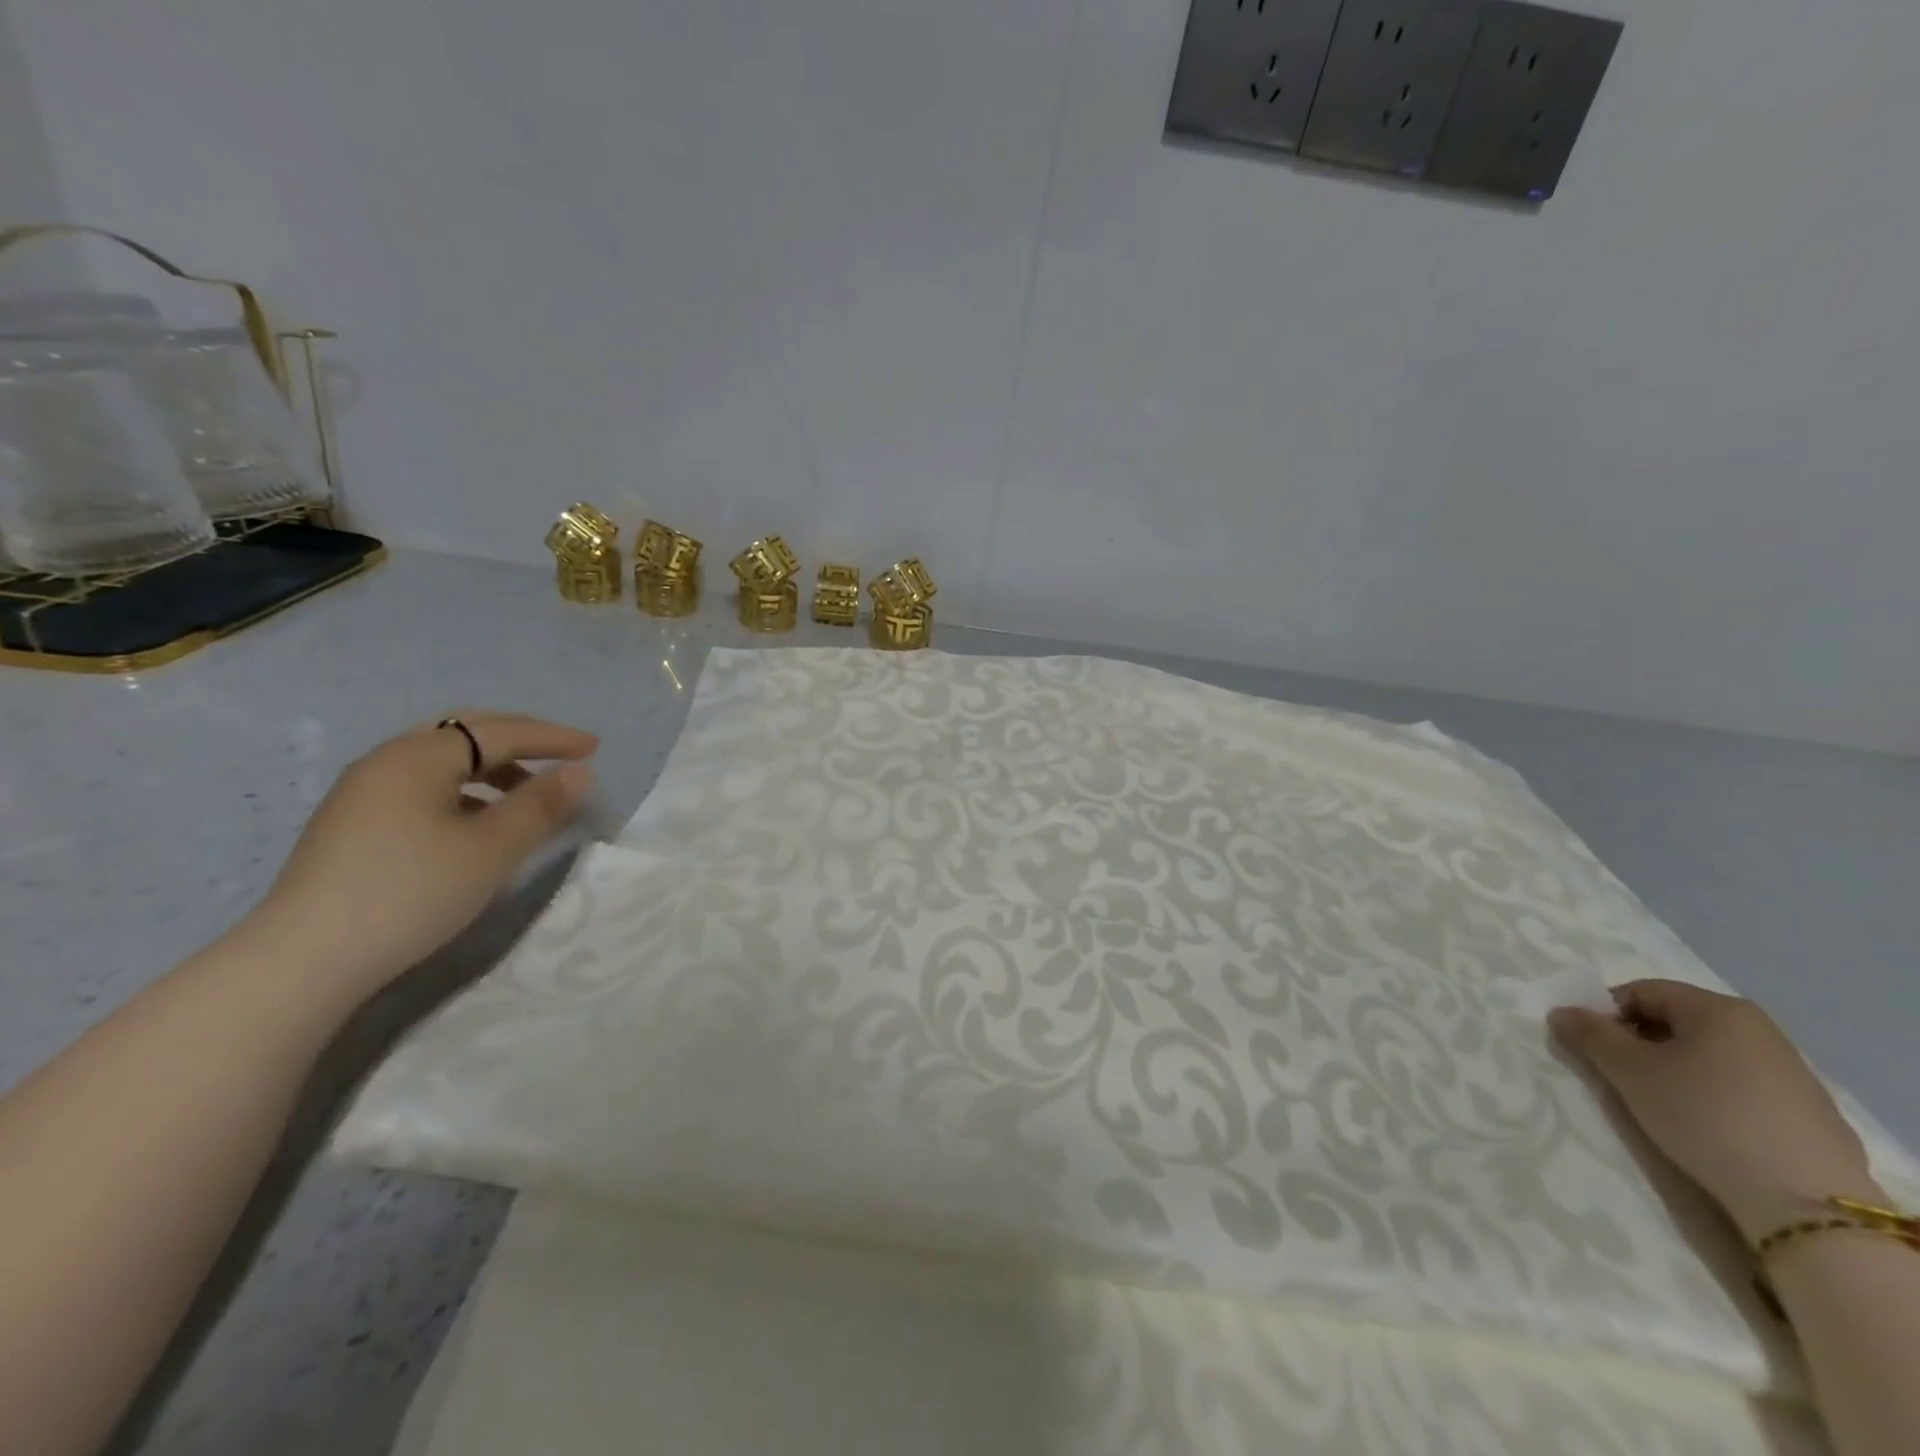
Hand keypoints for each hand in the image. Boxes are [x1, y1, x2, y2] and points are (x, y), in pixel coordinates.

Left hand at [250, 714, 597, 1000]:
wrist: (305, 959)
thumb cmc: (411, 892)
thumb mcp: (491, 849)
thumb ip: (541, 805)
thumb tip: (579, 772)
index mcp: (419, 756)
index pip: (500, 732)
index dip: (552, 738)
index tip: (595, 747)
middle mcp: (387, 760)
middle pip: (466, 733)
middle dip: (521, 740)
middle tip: (562, 755)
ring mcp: (363, 791)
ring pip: (443, 761)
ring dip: (493, 767)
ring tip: (527, 794)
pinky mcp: (353, 823)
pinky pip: (423, 785)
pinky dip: (464, 789)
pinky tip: (477, 822)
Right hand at [1550, 981, 1880, 1238]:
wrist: (1805, 1204)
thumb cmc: (1703, 1115)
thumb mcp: (1629, 1071)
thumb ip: (1589, 1034)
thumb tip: (1563, 1012)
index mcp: (1719, 1009)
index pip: (1641, 991)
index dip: (1606, 1013)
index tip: (1591, 1047)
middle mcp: (1760, 1029)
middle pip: (1676, 1021)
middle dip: (1639, 1042)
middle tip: (1620, 1076)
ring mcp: (1793, 1072)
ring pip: (1709, 1055)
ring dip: (1673, 1069)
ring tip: (1661, 1104)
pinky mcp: (1811, 1113)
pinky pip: (1740, 1086)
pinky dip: (1711, 1095)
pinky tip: (1707, 1128)